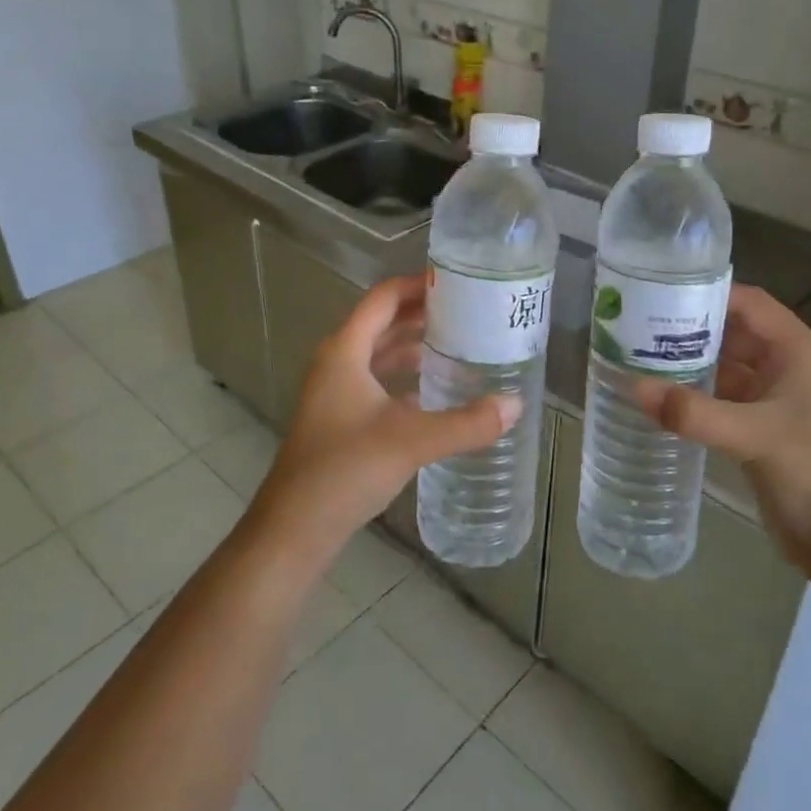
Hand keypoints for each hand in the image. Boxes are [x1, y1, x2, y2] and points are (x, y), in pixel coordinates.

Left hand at [247, 275, 520, 567]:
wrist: (294, 528)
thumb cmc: (346, 469)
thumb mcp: (412, 441)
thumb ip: (466, 423)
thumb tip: (515, 405)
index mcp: (345, 351)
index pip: (382, 298)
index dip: (417, 285)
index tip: (457, 283)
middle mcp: (336, 363)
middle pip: (381, 323)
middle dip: (422, 314)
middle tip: (468, 313)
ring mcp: (335, 393)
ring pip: (379, 354)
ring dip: (413, 346)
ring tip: (458, 344)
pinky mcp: (340, 419)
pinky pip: (377, 383)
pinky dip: (404, 378)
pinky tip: (434, 392)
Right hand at [634, 284, 810, 583]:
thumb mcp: (754, 436)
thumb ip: (693, 412)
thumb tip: (633, 387)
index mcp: (798, 351)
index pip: (750, 304)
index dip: (709, 293)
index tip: (660, 291)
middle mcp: (787, 367)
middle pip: (734, 333)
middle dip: (691, 329)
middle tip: (637, 324)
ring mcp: (776, 401)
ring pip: (727, 369)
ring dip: (690, 364)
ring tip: (638, 356)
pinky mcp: (763, 431)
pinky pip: (724, 401)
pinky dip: (696, 397)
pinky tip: (661, 398)